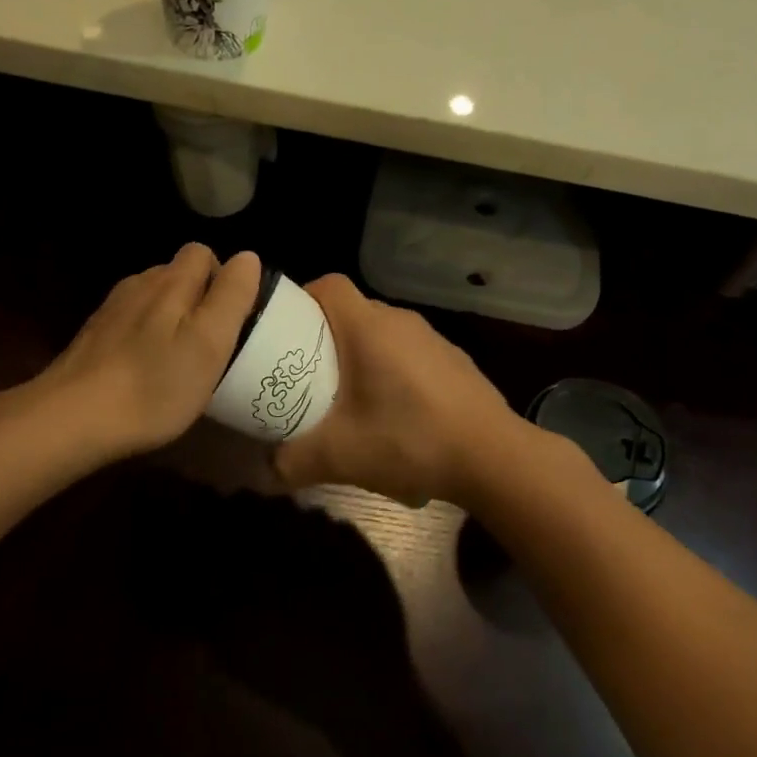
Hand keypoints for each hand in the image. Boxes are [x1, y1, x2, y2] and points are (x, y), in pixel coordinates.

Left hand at [37, 245, 261, 460]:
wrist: (72, 418)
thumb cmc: (155, 384)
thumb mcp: (210, 342)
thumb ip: (232, 295)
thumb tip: (248, 258)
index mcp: (172, 281)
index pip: (203, 253)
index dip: (223, 279)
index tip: (232, 319)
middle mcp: (139, 284)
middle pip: (178, 276)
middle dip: (199, 300)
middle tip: (211, 346)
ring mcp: (112, 310)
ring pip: (154, 301)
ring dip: (172, 320)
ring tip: (180, 362)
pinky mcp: (93, 337)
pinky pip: (132, 324)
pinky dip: (146, 339)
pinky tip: (146, 372)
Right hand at [274, 275, 527, 506]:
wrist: (493, 456)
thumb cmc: (410, 441)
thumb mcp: (341, 456)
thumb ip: (293, 462)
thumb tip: (264, 471)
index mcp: (369, 327)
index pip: (328, 285)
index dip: (302, 298)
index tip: (285, 329)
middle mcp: (401, 321)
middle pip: (353, 310)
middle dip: (325, 334)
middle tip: (306, 370)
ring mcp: (433, 338)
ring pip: (382, 331)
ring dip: (360, 353)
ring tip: (347, 393)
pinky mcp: (453, 359)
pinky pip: (408, 351)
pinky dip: (391, 368)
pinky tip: (393, 411)